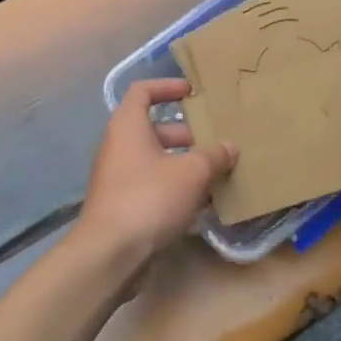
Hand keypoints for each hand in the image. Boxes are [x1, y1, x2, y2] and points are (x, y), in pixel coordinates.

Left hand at [76, 79, 236, 270]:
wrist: (110, 253)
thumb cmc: (149, 198)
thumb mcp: (190, 172)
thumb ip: (213, 156)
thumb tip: (230, 147)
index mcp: (128, 126)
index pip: (143, 92)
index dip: (167, 87)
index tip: (193, 93)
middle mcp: (120, 147)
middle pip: (155, 130)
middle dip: (188, 135)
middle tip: (217, 142)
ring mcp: (120, 178)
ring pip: (157, 161)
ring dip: (186, 165)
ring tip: (218, 174)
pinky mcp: (124, 206)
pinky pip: (154, 187)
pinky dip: (177, 190)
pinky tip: (204, 205)